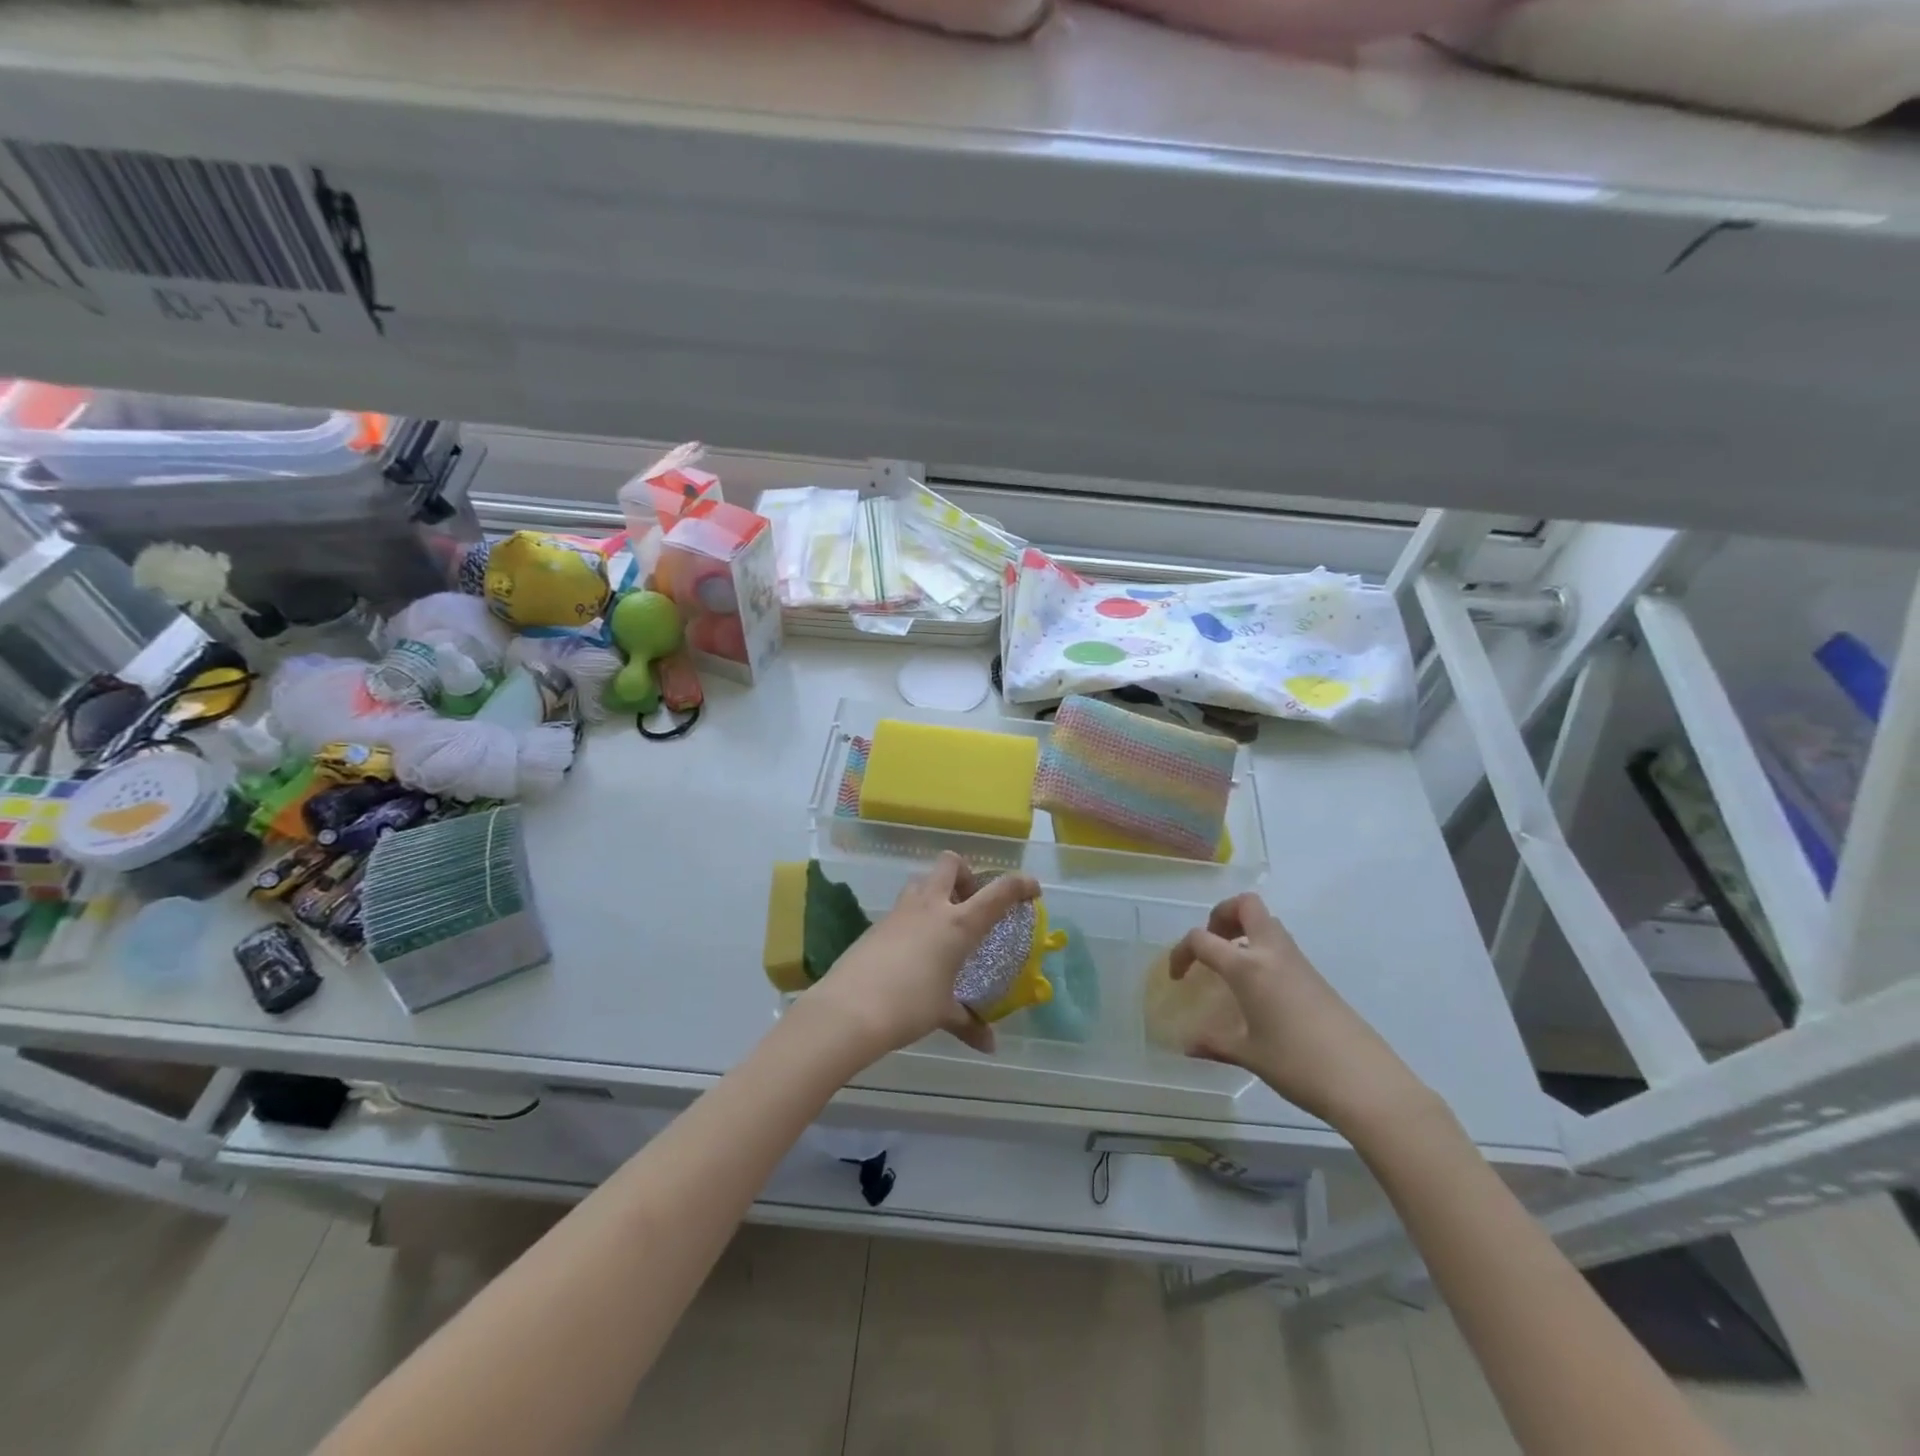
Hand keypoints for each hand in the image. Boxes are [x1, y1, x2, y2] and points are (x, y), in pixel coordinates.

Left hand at [803, 853, 1038, 1063]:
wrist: (848, 1009)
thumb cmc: (908, 1007)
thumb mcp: (943, 1014)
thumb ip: (968, 1024)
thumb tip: (989, 1045)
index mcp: (958, 924)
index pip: (999, 892)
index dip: (1020, 884)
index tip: (1032, 890)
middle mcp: (931, 907)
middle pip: (951, 863)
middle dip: (965, 873)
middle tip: (970, 902)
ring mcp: (900, 911)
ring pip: (922, 880)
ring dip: (937, 891)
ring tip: (942, 924)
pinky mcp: (877, 923)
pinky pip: (903, 906)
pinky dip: (915, 915)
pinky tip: (914, 948)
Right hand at [1169, 893, 1429, 1125]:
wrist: (1366, 1082)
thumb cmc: (1297, 1064)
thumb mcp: (1249, 1055)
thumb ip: (1215, 1044)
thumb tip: (1188, 1046)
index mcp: (1248, 967)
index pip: (1202, 939)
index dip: (1181, 952)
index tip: (1177, 977)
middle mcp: (1272, 953)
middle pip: (1245, 905)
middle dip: (1221, 915)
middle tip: (1213, 944)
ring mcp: (1298, 962)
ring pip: (1267, 922)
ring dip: (1244, 931)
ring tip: (1231, 966)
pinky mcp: (1316, 977)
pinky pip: (1281, 946)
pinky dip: (1262, 951)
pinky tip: (1259, 990)